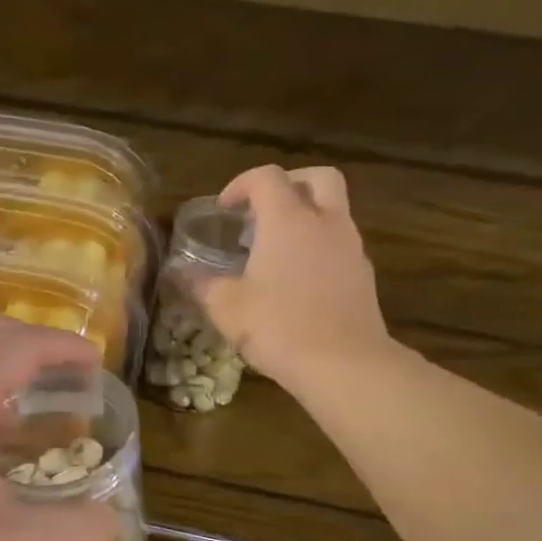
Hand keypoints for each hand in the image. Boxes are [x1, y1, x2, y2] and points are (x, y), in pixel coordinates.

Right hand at [191, 164, 397, 399]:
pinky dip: (319, 245)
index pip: (266, 177)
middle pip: (316, 178)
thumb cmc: (278, 327)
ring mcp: (350, 245)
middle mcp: (325, 221)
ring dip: (306, 216)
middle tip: (263, 209)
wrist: (342, 363)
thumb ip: (200, 285)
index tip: (224, 209)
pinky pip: (340, 242)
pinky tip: (298, 278)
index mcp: (287, 220)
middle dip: (288, 184)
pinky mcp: (363, 273)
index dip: (241, 185)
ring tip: (276, 248)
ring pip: (333, 209)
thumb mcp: (225, 308)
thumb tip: (178, 274)